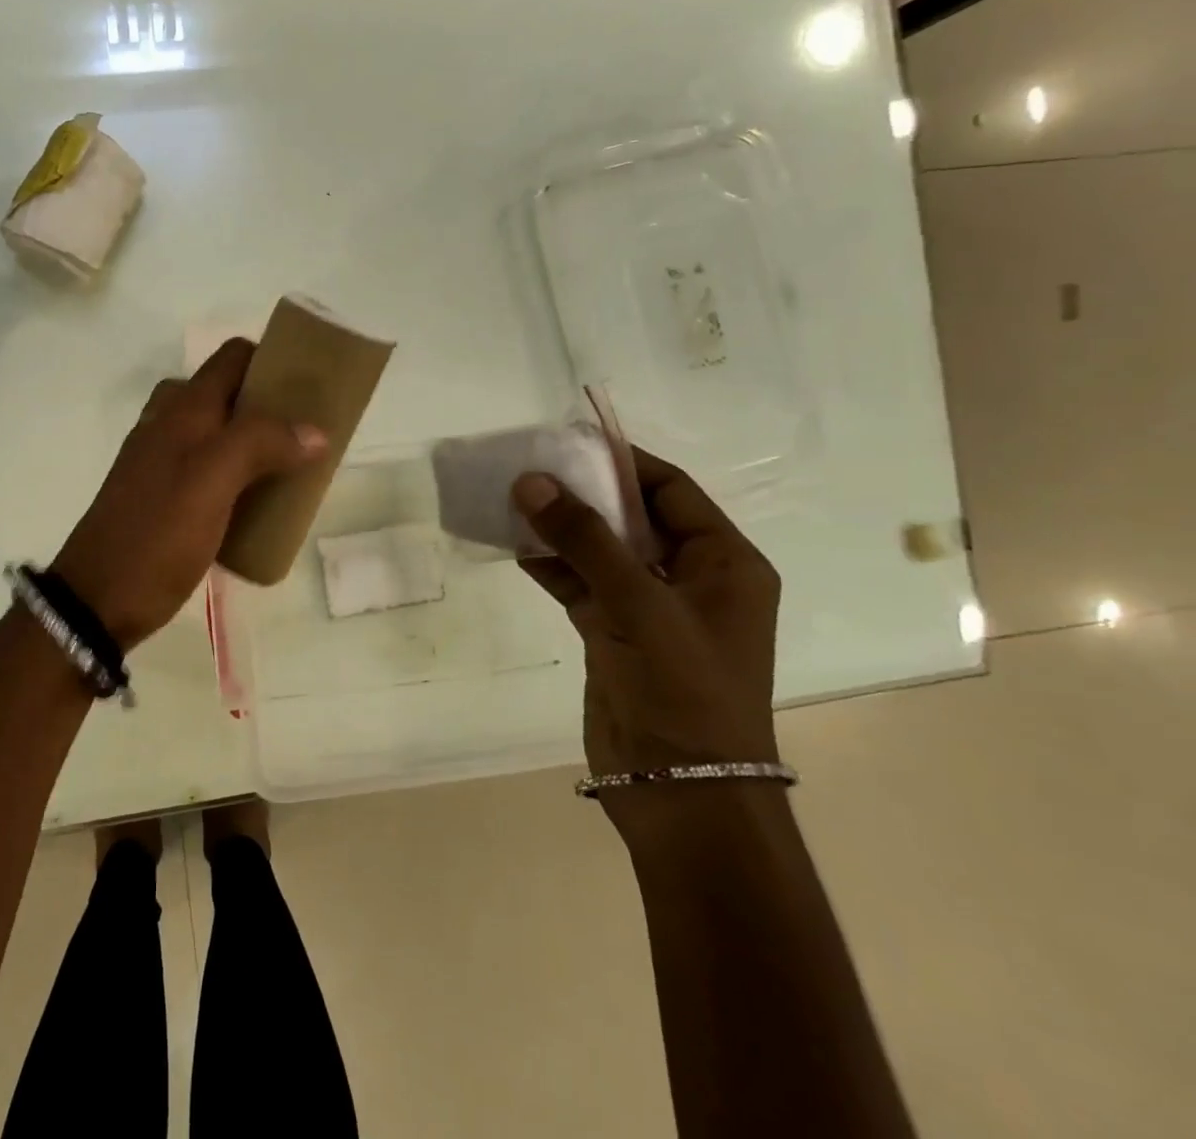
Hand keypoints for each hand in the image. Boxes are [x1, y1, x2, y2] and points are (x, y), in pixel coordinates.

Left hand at [52, 339, 327, 647]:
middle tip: (308, 433)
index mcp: (184, 409)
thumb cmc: (157, 533)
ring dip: (258, 442)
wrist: (98, 599)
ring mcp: (164, 461)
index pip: (233, 357)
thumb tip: (315, 431)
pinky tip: (260, 502)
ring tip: (294, 467)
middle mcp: (172, 425)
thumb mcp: (212, 480)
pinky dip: (239, 474)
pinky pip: (212, 470)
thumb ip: (261, 443)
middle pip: (230, 394)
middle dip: (271, 405)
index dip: (272, 360)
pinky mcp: (165, 497)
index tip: (311, 387)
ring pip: (222, 433)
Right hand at [511, 447, 781, 785]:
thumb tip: (530, 480)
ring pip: (601, 551)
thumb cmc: (683, 691)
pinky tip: (514, 546)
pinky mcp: (614, 635)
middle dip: (583, 494)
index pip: (671, 491)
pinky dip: (550, 566)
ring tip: (510, 502)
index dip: (622, 462)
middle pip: (632, 518)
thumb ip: (584, 539)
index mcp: (724, 564)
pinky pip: (580, 584)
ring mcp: (649, 609)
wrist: (681, 793)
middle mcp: (691, 579)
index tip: (568, 441)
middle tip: (529, 469)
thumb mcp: (639, 605)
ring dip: (560, 530)